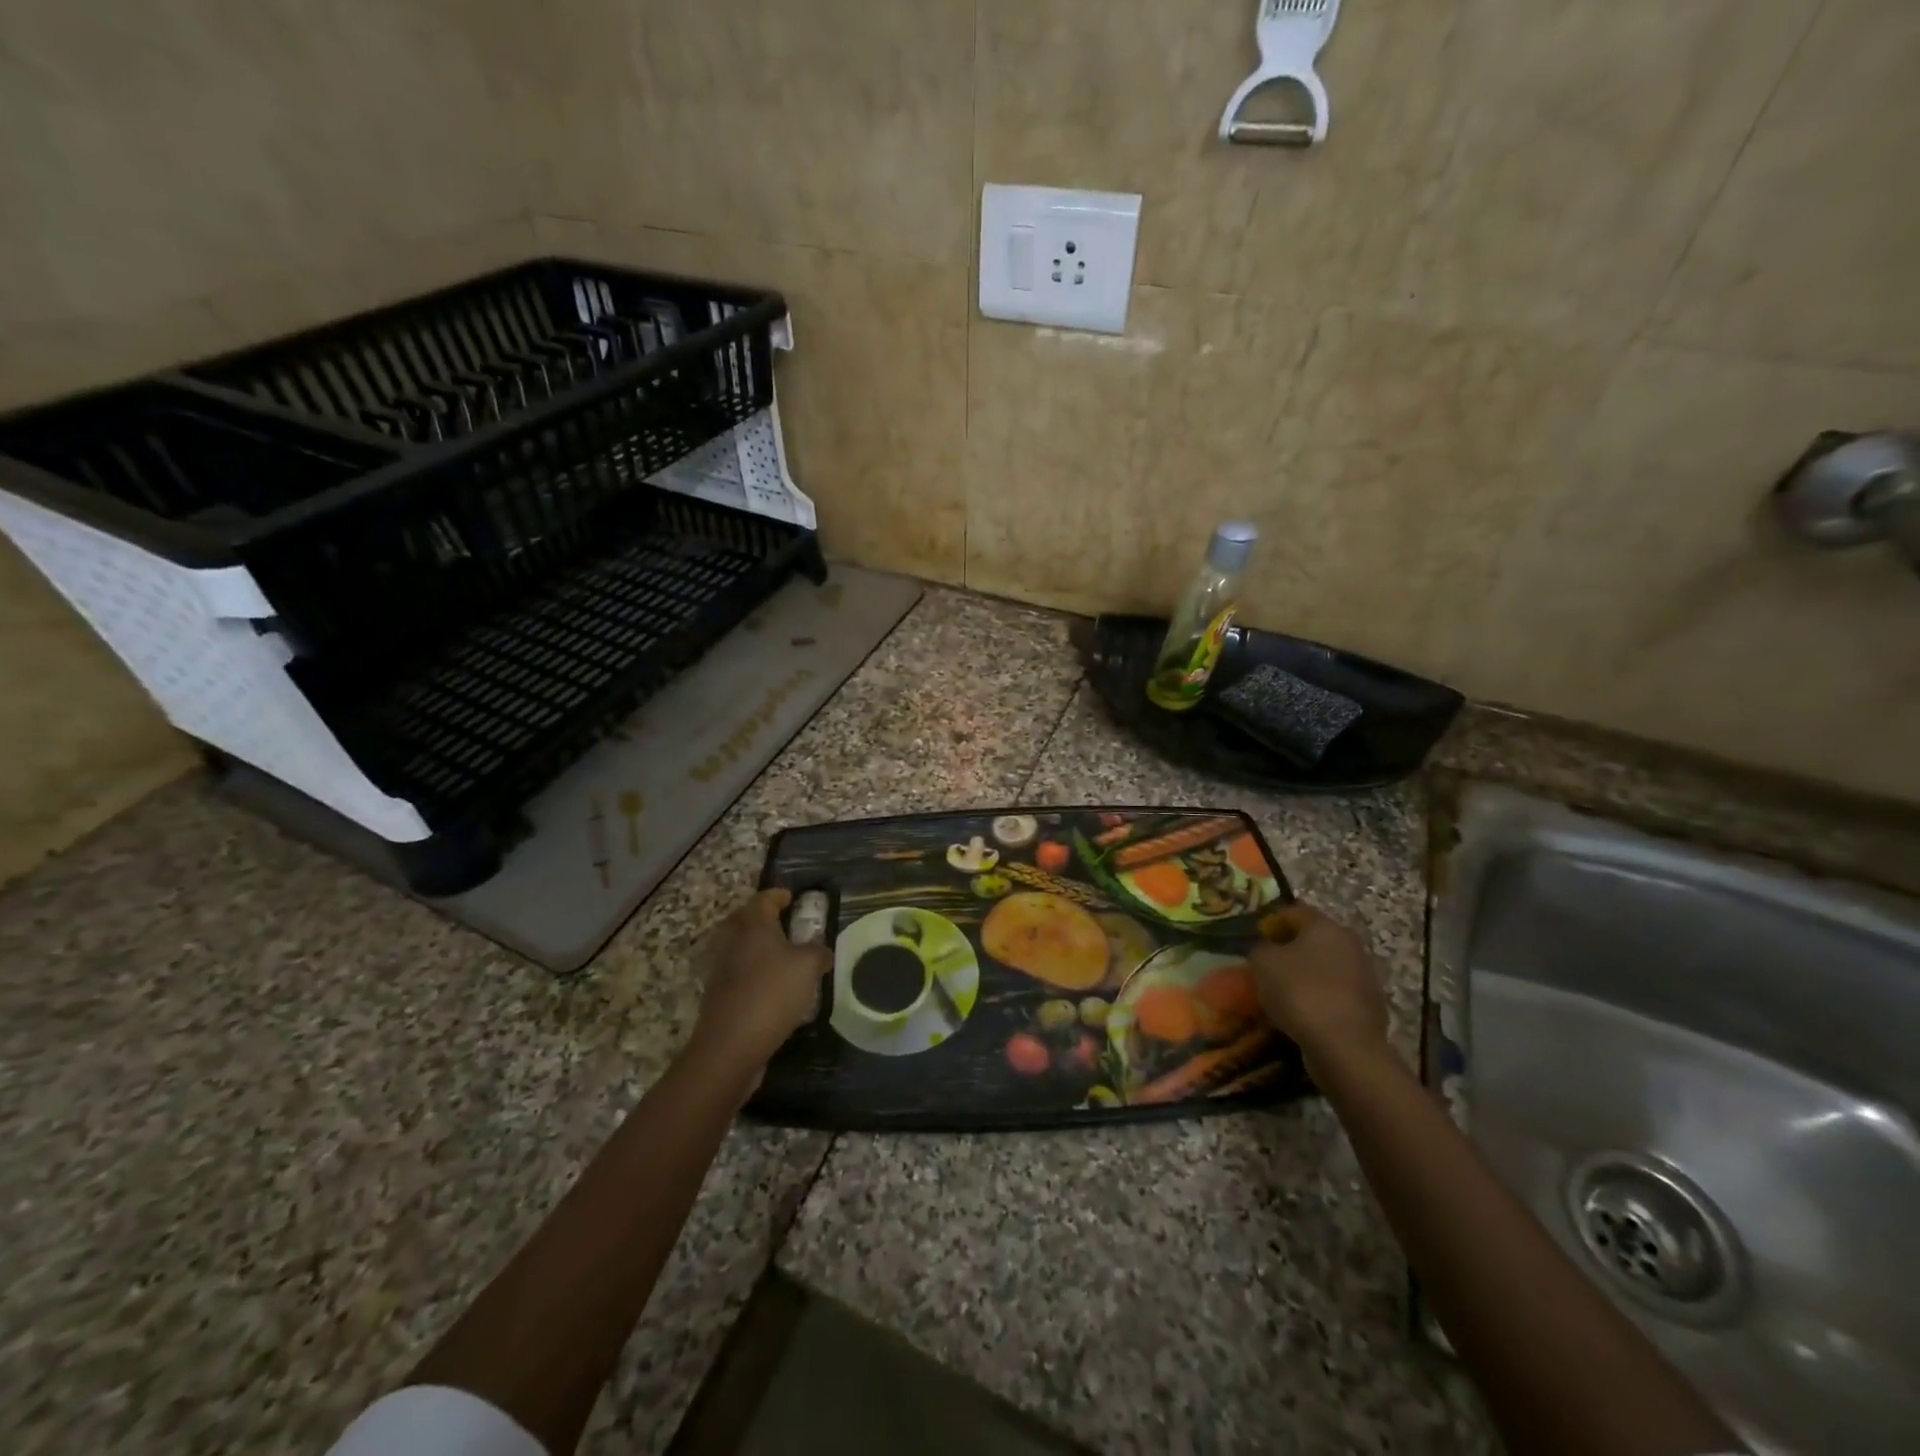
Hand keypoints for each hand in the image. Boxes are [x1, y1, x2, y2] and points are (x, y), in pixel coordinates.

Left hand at [688, 889, 831, 1088]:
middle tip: (782, 921)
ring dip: (756, 946)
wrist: (730, 1046)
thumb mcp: (808, 967)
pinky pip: (737, 973)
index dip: (777, 895)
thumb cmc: (772, 993)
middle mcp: (733, 942)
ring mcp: (721, 970)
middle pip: (743, 920)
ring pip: (739, 947)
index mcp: (753, 926)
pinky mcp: (719, 996)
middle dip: (761, 918)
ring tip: (781, 955)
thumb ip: (818, 952)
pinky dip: (753, 972)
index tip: (790, 896)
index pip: (763, 900)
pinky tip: (771, 986)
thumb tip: (821, 952)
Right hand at [1249, 903, 1388, 1075]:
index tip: (1256, 938)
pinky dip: (1320, 997)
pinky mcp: (1371, 1005)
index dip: (1272, 921)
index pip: (1295, 911)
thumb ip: (1260, 948)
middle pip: (1314, 938)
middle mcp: (1350, 944)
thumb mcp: (1262, 963)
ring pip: (1327, 966)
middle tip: (1268, 964)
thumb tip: (1267, 949)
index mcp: (1325, 926)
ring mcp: (1365, 975)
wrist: (1345, 1046)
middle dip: (1291, 948)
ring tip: (1284, 992)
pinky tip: (1304, 1012)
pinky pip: (1337, 993)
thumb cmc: (1299, 992)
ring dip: (1307, 974)